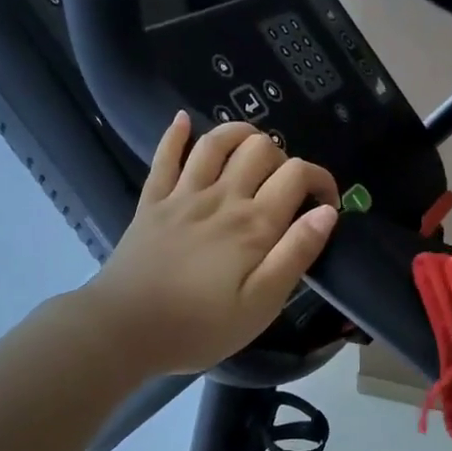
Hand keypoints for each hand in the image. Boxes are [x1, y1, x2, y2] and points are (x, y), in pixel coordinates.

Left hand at [81, 114, 339, 375]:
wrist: (123, 330)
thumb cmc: (200, 326)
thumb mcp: (262, 304)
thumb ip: (296, 254)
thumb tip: (327, 212)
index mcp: (254, 224)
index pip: (298, 175)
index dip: (321, 180)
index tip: (326, 205)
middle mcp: (222, 197)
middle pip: (261, 148)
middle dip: (284, 158)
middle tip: (286, 189)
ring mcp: (183, 195)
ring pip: (216, 142)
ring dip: (240, 134)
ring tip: (253, 147)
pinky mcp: (152, 201)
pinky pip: (165, 156)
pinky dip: (175, 134)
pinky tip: (184, 120)